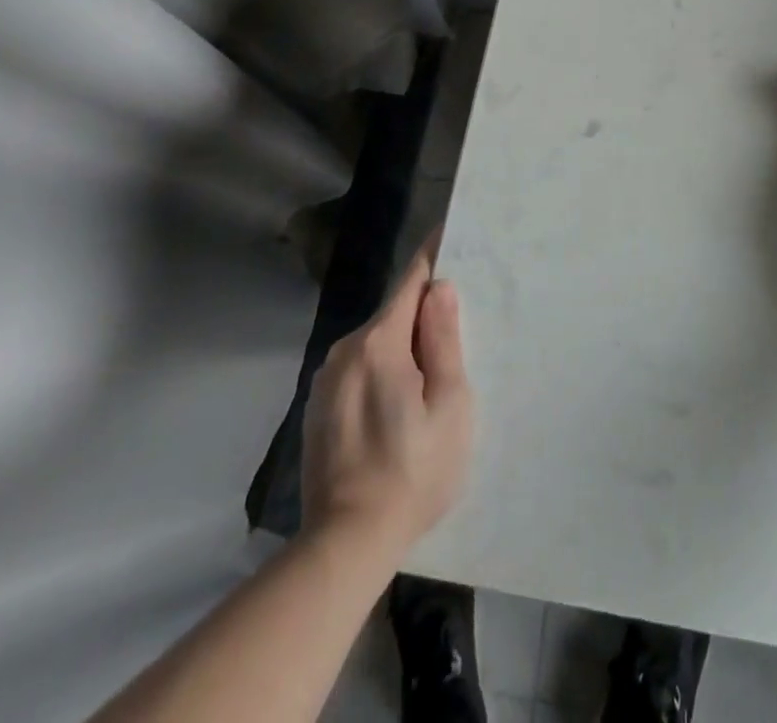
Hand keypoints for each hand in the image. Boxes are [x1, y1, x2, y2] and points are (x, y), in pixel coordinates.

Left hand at [301, 240, 472, 555]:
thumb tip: (439, 290)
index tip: (447, 232)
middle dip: (423, 312)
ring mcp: (326, 380)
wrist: (345, 543)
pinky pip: (360, 369)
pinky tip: (398, 404)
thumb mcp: (449, 404)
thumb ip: (443, 340)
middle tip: (457, 324)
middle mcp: (345, 350)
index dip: (432, 256)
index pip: (410, 281)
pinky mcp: (318, 408)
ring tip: (431, 372)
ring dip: (403, 346)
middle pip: (393, 313)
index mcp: (379, 343)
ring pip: (376, 343)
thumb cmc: (413, 470)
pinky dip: (383, 370)